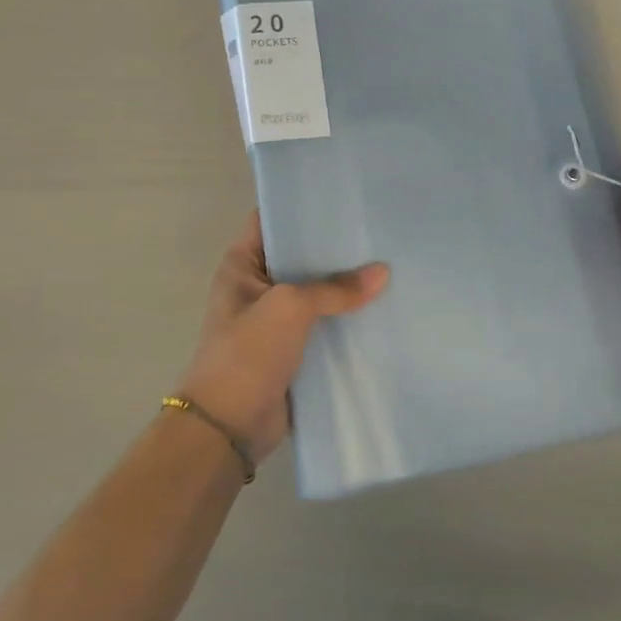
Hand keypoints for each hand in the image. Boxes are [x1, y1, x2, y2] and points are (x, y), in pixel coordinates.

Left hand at [175, 213, 388, 458]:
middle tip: (379, 228)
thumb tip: (383, 273)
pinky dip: (349, 317)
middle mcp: (259, 285)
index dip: (302, 205)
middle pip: (301, 255)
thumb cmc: (247, 353)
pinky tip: (383, 305)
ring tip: (391, 262)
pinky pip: (326, 323)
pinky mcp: (295, 347)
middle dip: (336, 246)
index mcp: (243, 265)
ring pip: (318, 291)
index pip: (271, 219)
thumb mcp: (290, 307)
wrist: (229, 426)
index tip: (343, 195)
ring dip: (347, 284)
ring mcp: (277, 318)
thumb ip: (336, 288)